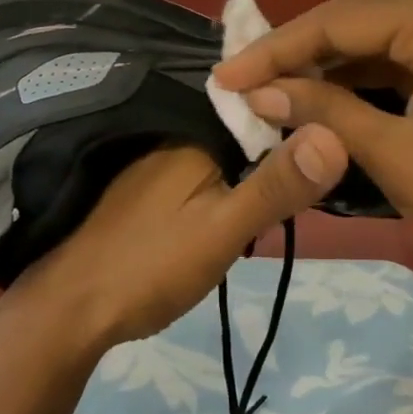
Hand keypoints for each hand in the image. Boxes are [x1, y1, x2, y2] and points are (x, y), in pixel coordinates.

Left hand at [6, 125, 348, 350]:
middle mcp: (173, 130)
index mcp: (194, 129)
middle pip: (244, 124)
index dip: (302, 113)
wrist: (71, 311)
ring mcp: (156, 155)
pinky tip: (242, 195)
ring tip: (296, 178)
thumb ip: (276, 185)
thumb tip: (337, 134)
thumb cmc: (150, 266)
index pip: (263, 102)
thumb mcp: (224, 229)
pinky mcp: (149, 180)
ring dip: (254, 161)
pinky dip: (226, 176)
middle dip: (279, 141)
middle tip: (321, 164)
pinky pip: (202, 163)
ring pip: (224, 146)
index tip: (341, 126)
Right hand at [213, 0, 412, 301]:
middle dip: (298, 54)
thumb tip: (257, 92)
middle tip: (242, 79)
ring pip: (377, 46)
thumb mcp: (393, 153)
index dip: (277, 50)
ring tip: (271, 90)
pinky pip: (402, 67)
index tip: (225, 76)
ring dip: (326, 70)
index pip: (340, 22)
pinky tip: (322, 100)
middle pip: (357, 25)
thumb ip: (323, 112)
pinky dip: (360, 85)